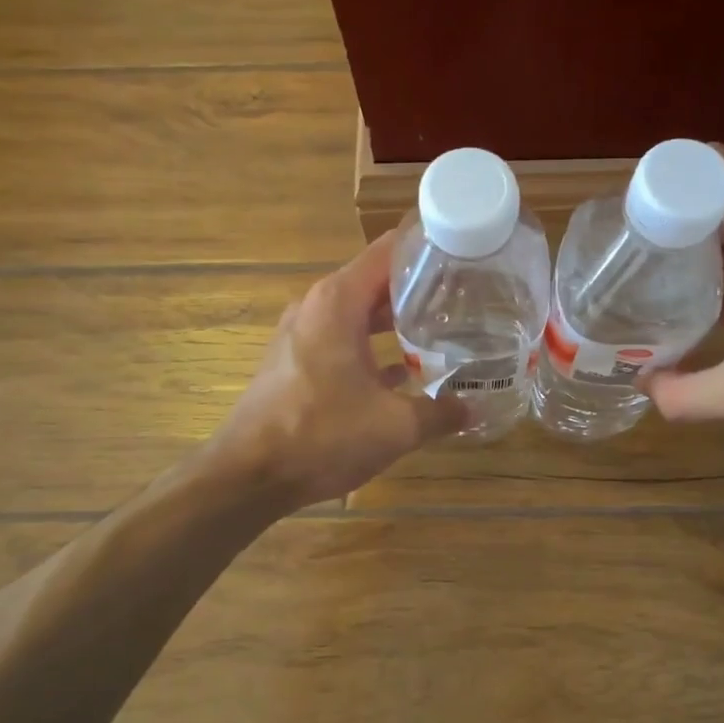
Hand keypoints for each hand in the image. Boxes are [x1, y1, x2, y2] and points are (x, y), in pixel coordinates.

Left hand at [212, 233, 466, 507]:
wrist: (250, 475)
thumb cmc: (322, 435)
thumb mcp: (395, 427)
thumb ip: (440, 413)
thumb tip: (473, 408)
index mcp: (338, 302)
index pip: (389, 250)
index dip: (428, 247)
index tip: (466, 254)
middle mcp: (318, 306)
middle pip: (376, 280)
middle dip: (420, 287)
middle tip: (467, 297)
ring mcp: (303, 334)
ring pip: (360, 313)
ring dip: (397, 320)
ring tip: (443, 329)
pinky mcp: (296, 361)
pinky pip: (343, 339)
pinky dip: (373, 346)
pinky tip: (405, 371)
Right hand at [645, 159, 723, 444]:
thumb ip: (687, 395)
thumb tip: (643, 387)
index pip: (715, 173)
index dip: (671, 175)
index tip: (629, 202)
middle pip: (719, 197)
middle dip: (671, 207)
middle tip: (626, 237)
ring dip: (694, 236)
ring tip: (648, 262)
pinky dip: (718, 266)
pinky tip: (693, 299)